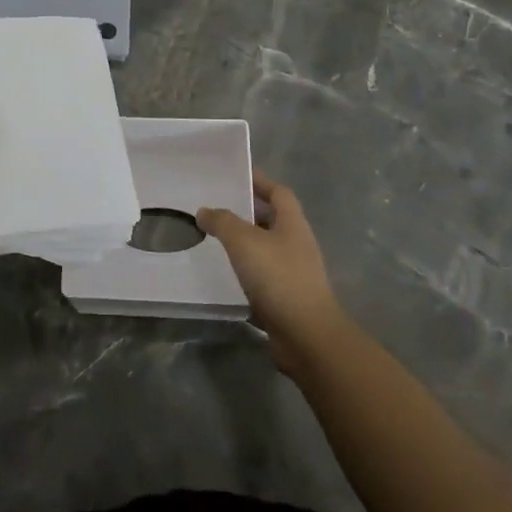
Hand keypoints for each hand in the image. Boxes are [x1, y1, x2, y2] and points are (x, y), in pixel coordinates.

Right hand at [198, 172, 346, 373]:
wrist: (306, 336)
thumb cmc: (278, 277)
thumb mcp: (244, 241)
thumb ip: (222, 222)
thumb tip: (205, 211)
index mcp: (293, 224)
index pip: (279, 192)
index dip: (260, 181)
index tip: (236, 176)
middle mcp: (297, 245)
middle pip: (272, 220)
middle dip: (246, 213)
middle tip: (216, 208)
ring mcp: (294, 273)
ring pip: (265, 249)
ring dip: (243, 244)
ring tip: (213, 240)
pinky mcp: (286, 298)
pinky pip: (262, 277)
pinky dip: (244, 272)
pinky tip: (223, 275)